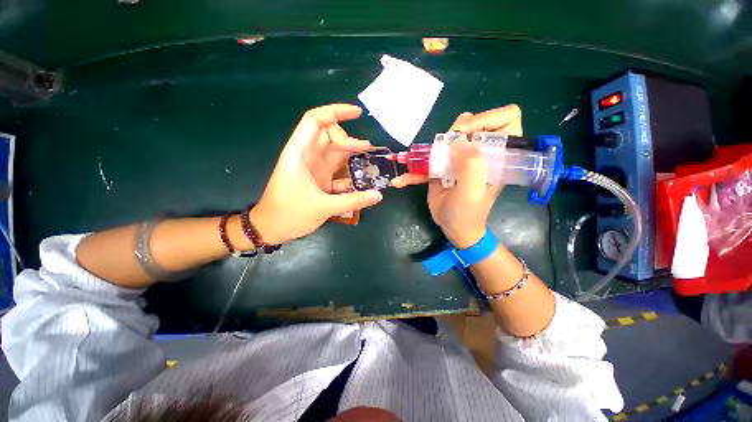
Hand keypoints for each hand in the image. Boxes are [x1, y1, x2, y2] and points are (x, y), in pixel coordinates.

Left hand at [250, 104, 382, 244]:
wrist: (271, 229)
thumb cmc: (289, 214)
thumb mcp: (323, 207)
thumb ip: (353, 200)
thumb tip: (378, 195)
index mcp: (300, 153)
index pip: (315, 121)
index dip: (336, 112)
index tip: (358, 114)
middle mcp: (307, 156)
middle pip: (330, 136)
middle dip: (349, 140)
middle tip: (366, 151)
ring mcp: (314, 169)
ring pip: (336, 153)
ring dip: (352, 156)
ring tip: (370, 162)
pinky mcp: (320, 180)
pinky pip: (337, 171)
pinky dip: (349, 174)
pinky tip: (362, 181)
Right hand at [392, 105, 522, 247]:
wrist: (454, 228)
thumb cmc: (467, 214)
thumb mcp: (471, 193)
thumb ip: (471, 166)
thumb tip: (458, 140)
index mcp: (498, 156)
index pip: (506, 119)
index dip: (486, 119)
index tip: (465, 136)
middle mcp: (481, 153)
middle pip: (472, 124)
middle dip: (455, 133)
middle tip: (443, 150)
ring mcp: (461, 159)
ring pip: (449, 137)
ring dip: (432, 147)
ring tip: (421, 162)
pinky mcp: (444, 166)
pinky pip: (430, 158)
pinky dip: (415, 169)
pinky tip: (402, 180)